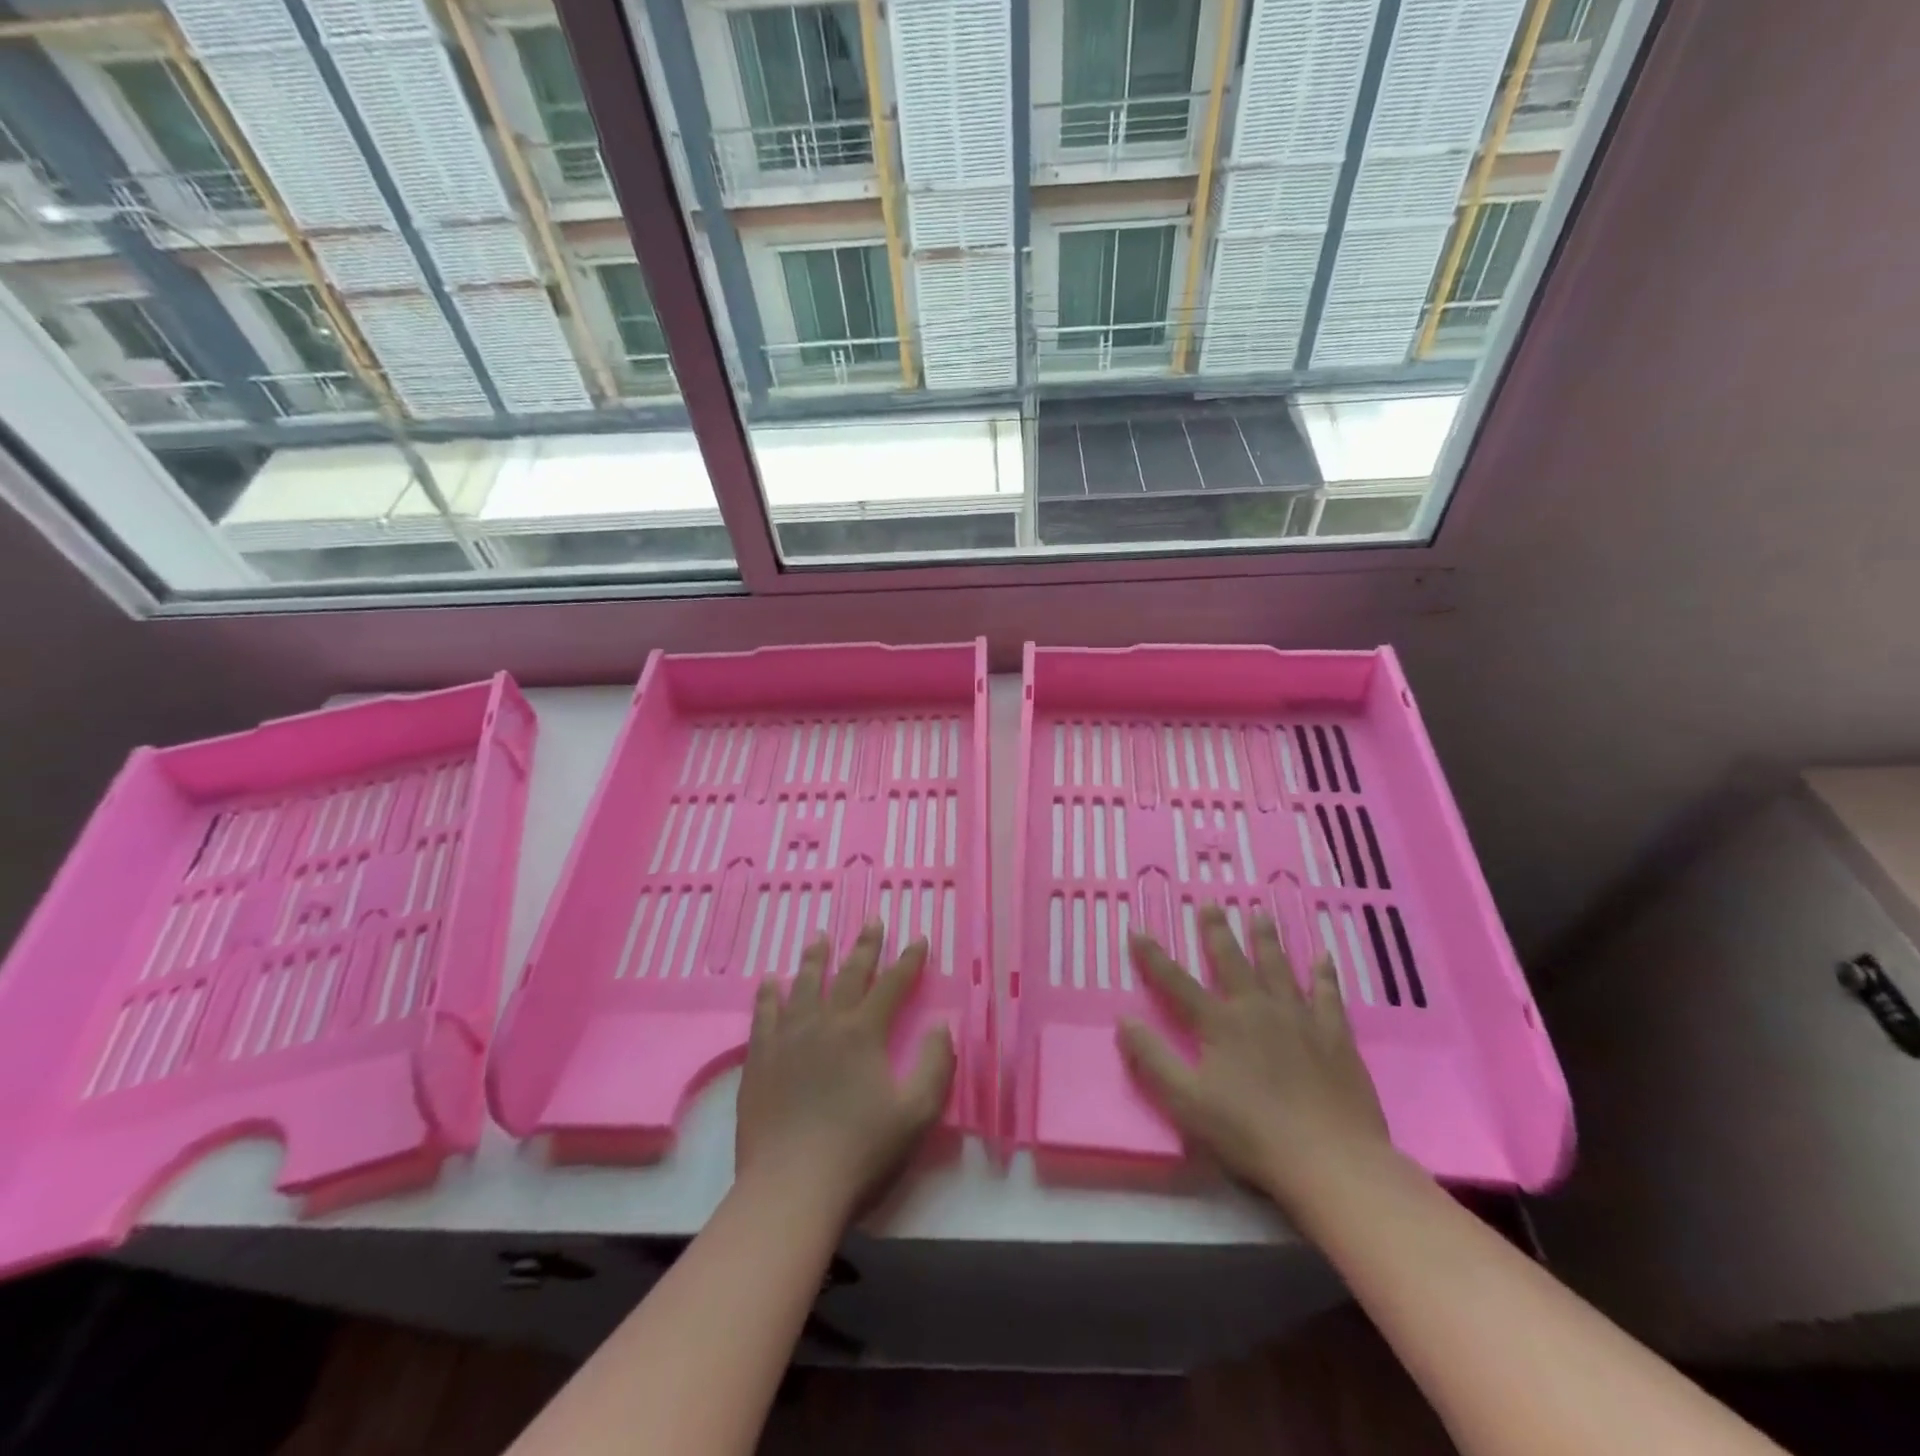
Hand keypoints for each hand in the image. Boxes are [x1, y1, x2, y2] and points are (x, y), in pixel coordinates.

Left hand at [734, 921, 954, 1220]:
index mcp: (864, 1033)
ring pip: (804, 985)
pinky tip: (770, 981)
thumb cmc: (861, 1153)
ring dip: (815, 959)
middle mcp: (826, 1023)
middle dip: (865, 946)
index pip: (892, 985)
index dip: (908, 960)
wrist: (791, 1188)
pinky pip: (764, 1015)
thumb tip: (941, 1026)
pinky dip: (769, 994)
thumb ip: (936, 1066)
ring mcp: (788, 1038)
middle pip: (848, 974)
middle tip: (872, 920)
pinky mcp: (760, 1059)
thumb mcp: (917, 1114)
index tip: (919, 939)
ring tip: (820, 936)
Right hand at [1118, 905, 1392, 1216]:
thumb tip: (1123, 1019)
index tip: (1137, 930)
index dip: (1153, 957)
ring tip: (1260, 913)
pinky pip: (1328, 995)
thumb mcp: (1187, 1101)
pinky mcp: (1335, 1037)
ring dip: (1267, 940)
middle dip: (1216, 932)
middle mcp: (1257, 1009)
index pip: (1176, 983)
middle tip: (1210, 903)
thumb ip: (1153, 1059)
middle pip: (1232, 962)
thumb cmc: (1251, 1133)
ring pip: (1279, 968)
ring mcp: (1299, 1019)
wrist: (1330, 1159)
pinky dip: (1324, 974)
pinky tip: (1324, 956)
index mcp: (1219, 1024)